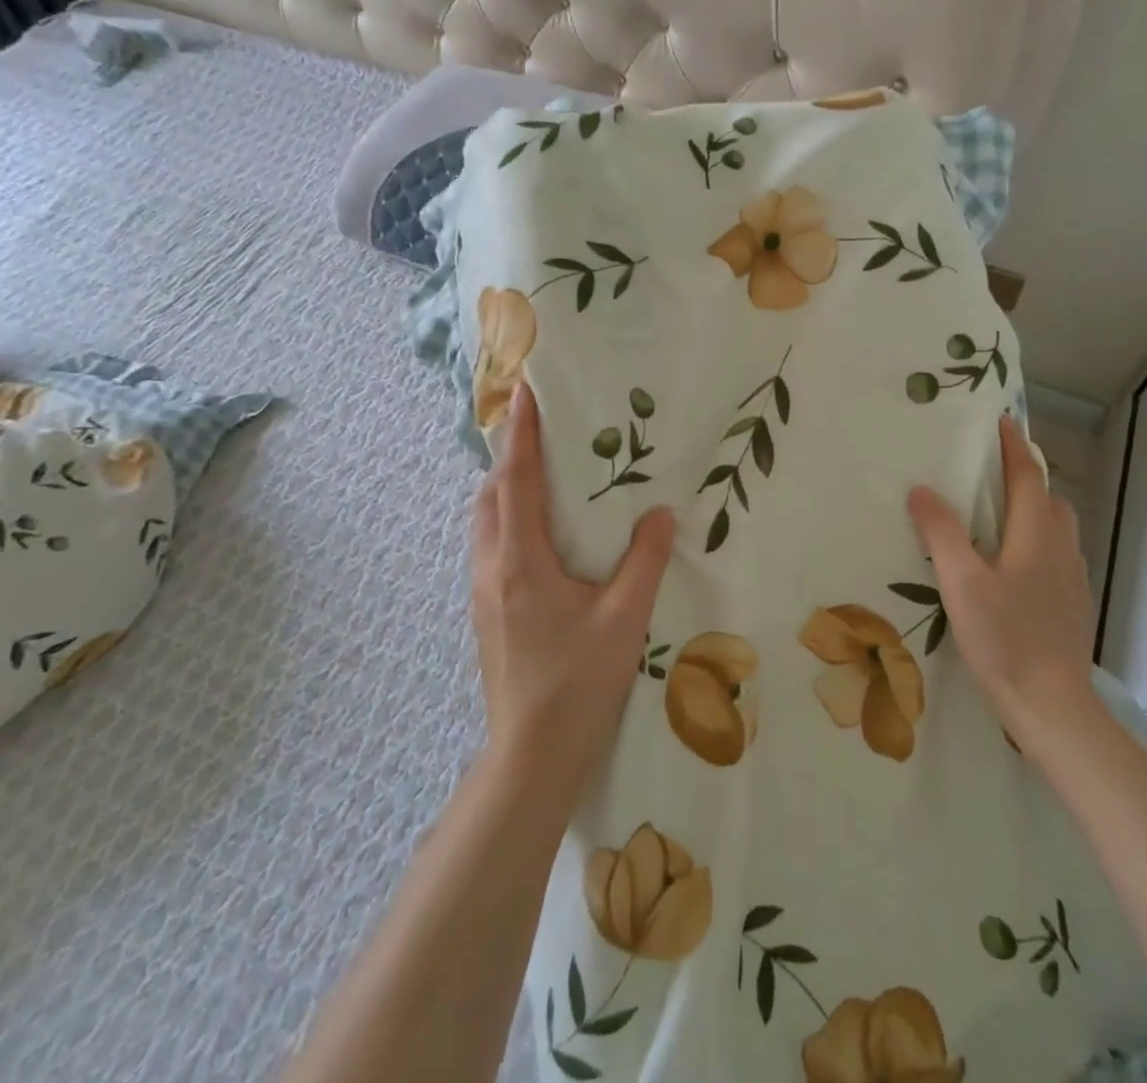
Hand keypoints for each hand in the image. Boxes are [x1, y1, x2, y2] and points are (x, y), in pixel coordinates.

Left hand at [470, 383, 676, 811]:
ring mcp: (484, 592)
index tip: (525, 391)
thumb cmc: (579, 683)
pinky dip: (508, 517)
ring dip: (506, 487)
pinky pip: (491, 545)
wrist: (532, 756)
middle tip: (542, 429)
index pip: (516, 480)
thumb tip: (661, 511)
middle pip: (490, 494)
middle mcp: (492, 567)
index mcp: (521, 560)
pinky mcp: (488, 612)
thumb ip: (645, 560)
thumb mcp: (625, 618)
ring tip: (543, 472)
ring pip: (485, 521)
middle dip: (510, 454)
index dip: (520, 432)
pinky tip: (541, 532)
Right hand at [907, 416, 1096, 743]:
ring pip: (1057, 526)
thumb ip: (941, 533)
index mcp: (1036, 534)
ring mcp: (1073, 577)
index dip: (1013, 445)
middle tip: (992, 467)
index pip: (1027, 475)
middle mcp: (1061, 547)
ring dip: (1034, 506)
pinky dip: (1038, 538)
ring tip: (999, 512)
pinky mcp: (1073, 602)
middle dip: (1026, 474)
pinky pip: (1057, 552)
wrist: (1051, 704)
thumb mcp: (961, 583)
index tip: (1000, 419)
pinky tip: (1014, 563)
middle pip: (1048, 496)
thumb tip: (922, 488)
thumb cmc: (1004, 638)